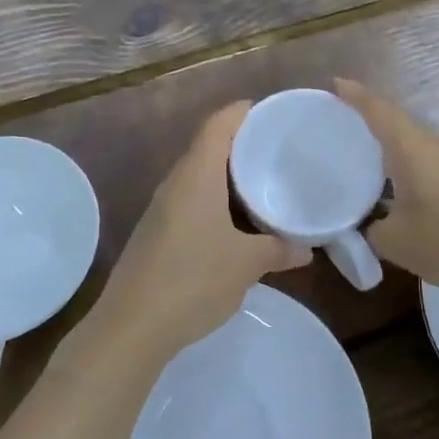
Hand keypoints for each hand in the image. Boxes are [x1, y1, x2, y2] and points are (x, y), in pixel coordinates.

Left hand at [84, 103, 310, 369]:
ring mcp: (161, 208)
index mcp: (196, 176)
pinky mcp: (157, 232)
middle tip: (278, 149)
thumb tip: (306, 250)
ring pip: (199, 176)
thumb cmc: (192, 281)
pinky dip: (216, 199)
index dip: (243, 112)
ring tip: (263, 182)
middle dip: (241, 144)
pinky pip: (191, 200)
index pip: (218, 124)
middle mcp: (175, 183)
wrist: (131, 327)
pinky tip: (236, 221)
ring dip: (228, 175)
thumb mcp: (246, 265)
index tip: (272, 113)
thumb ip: (278, 250)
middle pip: (208, 146)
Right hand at [336, 78, 438, 299]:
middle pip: (397, 123)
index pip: (378, 111)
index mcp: (411, 149)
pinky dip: (409, 167)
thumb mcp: (398, 243)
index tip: (335, 84)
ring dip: (391, 146)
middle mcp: (435, 147)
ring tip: (365, 157)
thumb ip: (374, 230)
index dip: (355, 96)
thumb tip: (372, 224)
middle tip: (341, 124)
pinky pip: (430, 164)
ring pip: (415, 145)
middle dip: (369, 119)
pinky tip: (401, 190)